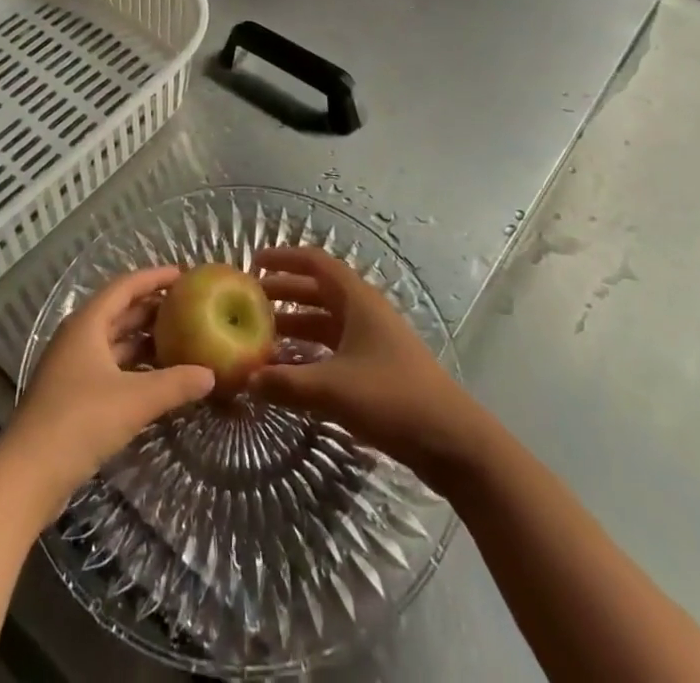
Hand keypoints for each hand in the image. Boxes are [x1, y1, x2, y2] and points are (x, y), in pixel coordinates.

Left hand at [2, 265, 215, 507]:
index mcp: (87, 323)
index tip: (185, 274)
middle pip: (119, 312)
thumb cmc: (80, 421)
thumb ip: (175, 384)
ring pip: (114, 341)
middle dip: (152, 309)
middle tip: (189, 308)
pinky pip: (109, 367)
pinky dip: (133, 366)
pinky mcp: (71, 395)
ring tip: (180, 340)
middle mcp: (78, 337)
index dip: (154, 277)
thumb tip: (211, 374)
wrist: (27, 475)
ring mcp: (72, 367)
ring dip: (143, 340)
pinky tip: (157, 378)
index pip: (125, 286)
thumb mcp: (135, 400)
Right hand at [250, 246, 478, 487]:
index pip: (316, 263)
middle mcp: (365, 312)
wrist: (453, 441)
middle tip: (249, 301)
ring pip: (326, 322)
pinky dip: (311, 353)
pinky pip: (335, 349)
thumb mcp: (333, 389)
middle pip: (318, 291)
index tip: (254, 261)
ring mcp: (374, 341)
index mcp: (357, 300)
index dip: (284, 258)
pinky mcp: (378, 369)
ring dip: (296, 325)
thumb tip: (246, 379)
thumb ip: (287, 384)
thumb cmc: (392, 398)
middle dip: (284, 292)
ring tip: (263, 337)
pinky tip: (292, 372)